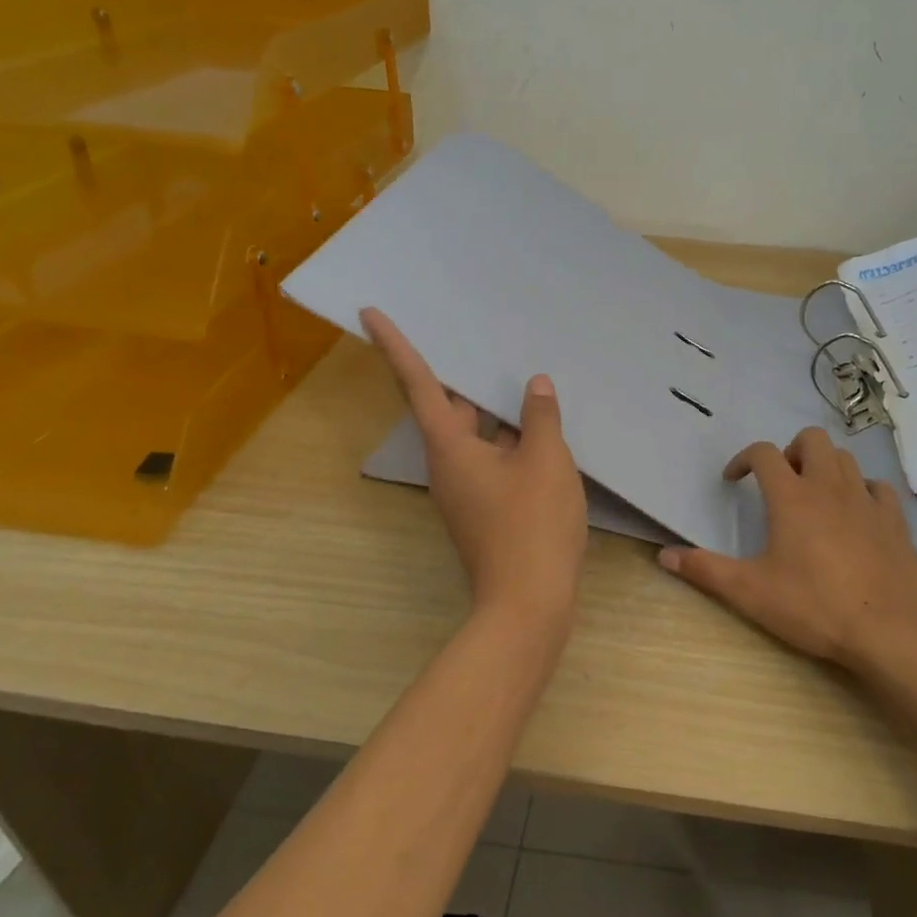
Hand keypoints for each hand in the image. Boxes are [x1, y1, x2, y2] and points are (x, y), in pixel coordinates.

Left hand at [362, 308, 588, 621]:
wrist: (529, 603)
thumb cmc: (532, 524)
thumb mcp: (546, 461)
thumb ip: (540, 418)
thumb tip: (535, 387)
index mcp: (451, 447)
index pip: (419, 384)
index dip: (396, 346)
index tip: (370, 313)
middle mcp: (449, 466)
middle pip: (444, 409)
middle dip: (453, 375)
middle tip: (466, 336)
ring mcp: (467, 491)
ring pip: (471, 436)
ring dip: (488, 409)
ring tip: (511, 374)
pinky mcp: (485, 510)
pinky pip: (490, 458)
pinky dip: (506, 437)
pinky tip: (536, 427)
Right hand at [658, 427, 916, 666]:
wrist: (887, 630)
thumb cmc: (814, 607)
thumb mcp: (750, 592)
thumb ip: (705, 570)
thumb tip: (664, 555)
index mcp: (791, 497)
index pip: (763, 453)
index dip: (743, 459)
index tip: (734, 480)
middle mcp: (829, 486)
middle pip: (811, 440)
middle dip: (791, 451)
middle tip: (781, 483)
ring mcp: (866, 500)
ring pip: (845, 458)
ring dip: (825, 466)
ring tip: (814, 497)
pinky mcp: (894, 519)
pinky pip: (877, 487)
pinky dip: (861, 490)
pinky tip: (854, 514)